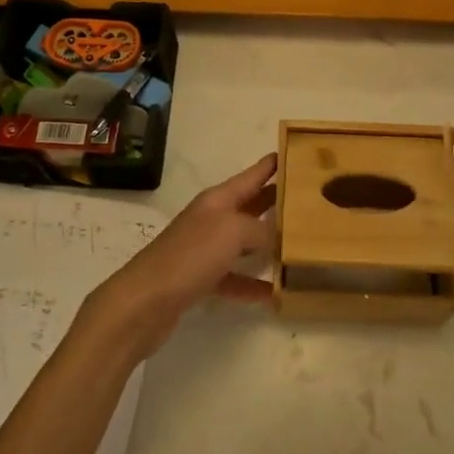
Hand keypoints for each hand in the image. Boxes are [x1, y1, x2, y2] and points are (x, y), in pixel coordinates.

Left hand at [86, 153, 278, 358]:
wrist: (145, 301)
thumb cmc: (190, 256)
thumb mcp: (232, 232)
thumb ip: (260, 230)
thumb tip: (277, 238)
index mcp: (217, 200)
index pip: (251, 176)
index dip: (271, 165)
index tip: (294, 152)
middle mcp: (211, 219)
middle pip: (249, 205)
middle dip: (275, 200)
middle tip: (308, 199)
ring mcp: (204, 250)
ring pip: (243, 241)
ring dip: (266, 244)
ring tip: (298, 246)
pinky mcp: (199, 279)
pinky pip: (233, 277)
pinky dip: (251, 284)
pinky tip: (274, 293)